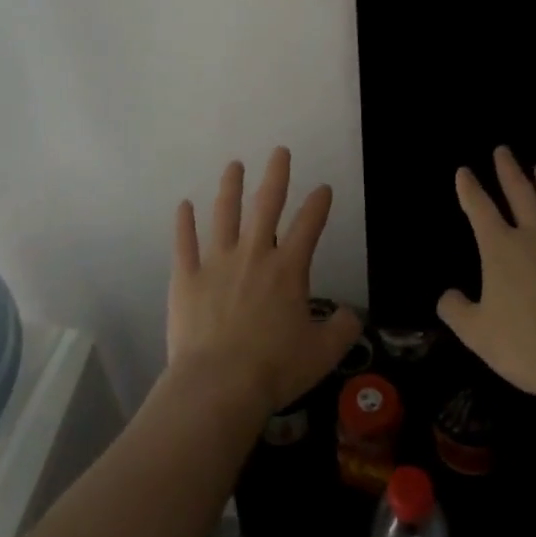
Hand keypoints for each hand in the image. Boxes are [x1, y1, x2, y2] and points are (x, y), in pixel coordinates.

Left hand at [168, 147, 363, 416]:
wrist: (219, 385)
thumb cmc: (275, 368)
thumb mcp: (323, 353)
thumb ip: (342, 329)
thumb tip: (353, 315)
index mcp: (288, 269)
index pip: (309, 225)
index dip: (319, 204)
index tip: (323, 188)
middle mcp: (254, 255)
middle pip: (266, 205)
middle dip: (276, 176)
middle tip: (279, 151)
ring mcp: (217, 263)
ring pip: (224, 215)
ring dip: (230, 187)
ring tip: (234, 165)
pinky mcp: (187, 278)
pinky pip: (184, 243)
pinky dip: (183, 223)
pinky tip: (183, 205)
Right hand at [438, 147, 535, 400]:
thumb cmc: (525, 346)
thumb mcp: (476, 333)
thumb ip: (456, 310)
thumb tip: (447, 295)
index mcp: (501, 248)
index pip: (479, 208)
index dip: (469, 188)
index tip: (464, 172)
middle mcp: (535, 235)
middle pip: (520, 192)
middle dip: (508, 169)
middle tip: (503, 150)